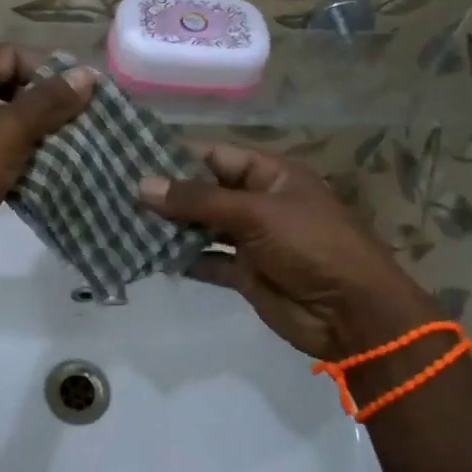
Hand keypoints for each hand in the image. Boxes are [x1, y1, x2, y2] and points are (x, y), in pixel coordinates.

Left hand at [0, 45, 95, 277]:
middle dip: (44, 101)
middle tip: (77, 121)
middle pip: (7, 83)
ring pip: (1, 116)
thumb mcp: (11, 131)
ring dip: (33, 128)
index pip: (12, 54)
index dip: (48, 69)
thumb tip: (88, 73)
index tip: (80, 95)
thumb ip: (50, 100)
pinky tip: (40, 167)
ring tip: (66, 144)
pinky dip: (16, 150)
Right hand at [139, 144, 439, 360]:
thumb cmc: (312, 246)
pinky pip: (206, 259)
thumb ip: (199, 200)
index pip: (215, 156)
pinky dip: (182, 258)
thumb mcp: (256, 214)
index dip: (176, 156)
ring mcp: (252, 239)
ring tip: (123, 220)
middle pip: (205, 191)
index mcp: (271, 175)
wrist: (354, 315)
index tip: (131, 157)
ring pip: (202, 226)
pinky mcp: (245, 273)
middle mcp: (259, 202)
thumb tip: (143, 184)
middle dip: (167, 193)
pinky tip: (148, 255)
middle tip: (116, 191)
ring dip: (170, 226)